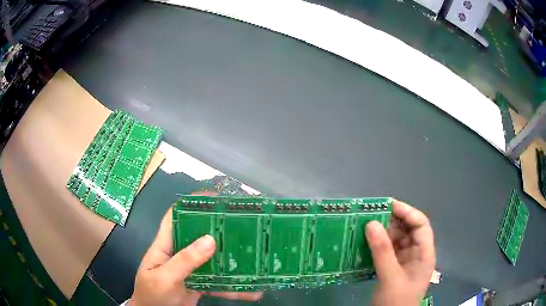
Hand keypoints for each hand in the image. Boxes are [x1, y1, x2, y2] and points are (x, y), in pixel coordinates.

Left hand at [129, 207, 262, 305]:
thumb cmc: (153, 295)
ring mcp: (191, 270)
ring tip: (254, 259)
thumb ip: (185, 261)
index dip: (191, 204)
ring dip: (231, 261)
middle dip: (219, 229)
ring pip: (213, 260)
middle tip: (243, 225)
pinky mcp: (200, 284)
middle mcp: (179, 254)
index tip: (214, 199)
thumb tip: (210, 239)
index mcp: (165, 245)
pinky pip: (218, 282)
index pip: (175, 217)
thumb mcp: (165, 278)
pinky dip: (233, 287)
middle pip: (199, 236)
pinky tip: (251, 291)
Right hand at [365, 200, 434, 305]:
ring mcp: (405, 262)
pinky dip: (377, 246)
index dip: (407, 212)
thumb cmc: (397, 301)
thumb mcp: (390, 277)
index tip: (387, 205)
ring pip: (396, 240)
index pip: (420, 225)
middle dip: (391, 221)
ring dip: (382, 233)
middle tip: (371, 215)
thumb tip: (371, 223)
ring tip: (364, 227)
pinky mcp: (393, 269)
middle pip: (407, 230)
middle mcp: (416, 254)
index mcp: (424, 253)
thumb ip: (382, 251)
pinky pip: (387, 251)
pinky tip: (365, 243)